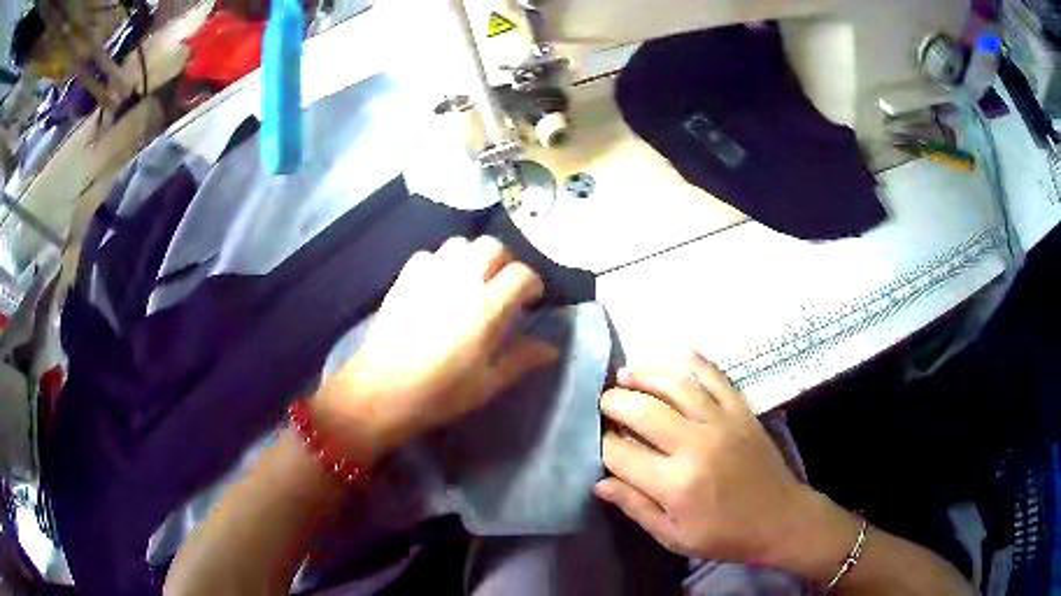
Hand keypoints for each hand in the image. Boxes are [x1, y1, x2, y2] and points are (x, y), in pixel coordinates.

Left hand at [314, 236, 557, 459]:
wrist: (383, 389)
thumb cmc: (441, 392)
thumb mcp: (488, 383)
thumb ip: (521, 359)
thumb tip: (550, 348)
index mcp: (487, 307)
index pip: (522, 273)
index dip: (532, 284)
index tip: (530, 301)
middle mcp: (461, 281)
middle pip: (492, 246)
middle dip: (504, 262)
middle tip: (501, 287)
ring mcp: (429, 275)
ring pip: (460, 244)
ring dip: (472, 257)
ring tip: (470, 281)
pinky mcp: (405, 278)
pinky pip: (428, 254)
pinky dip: (440, 263)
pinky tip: (438, 284)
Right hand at [596, 350, 856, 575]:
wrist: (780, 518)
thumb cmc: (724, 535)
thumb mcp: (674, 536)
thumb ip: (636, 507)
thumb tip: (599, 481)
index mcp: (674, 484)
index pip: (621, 453)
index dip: (602, 443)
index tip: (596, 440)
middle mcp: (694, 446)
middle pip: (642, 411)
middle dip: (615, 403)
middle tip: (604, 402)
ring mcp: (721, 422)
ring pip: (675, 386)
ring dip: (646, 374)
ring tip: (626, 374)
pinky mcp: (741, 411)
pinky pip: (716, 377)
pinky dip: (697, 362)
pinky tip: (679, 352)